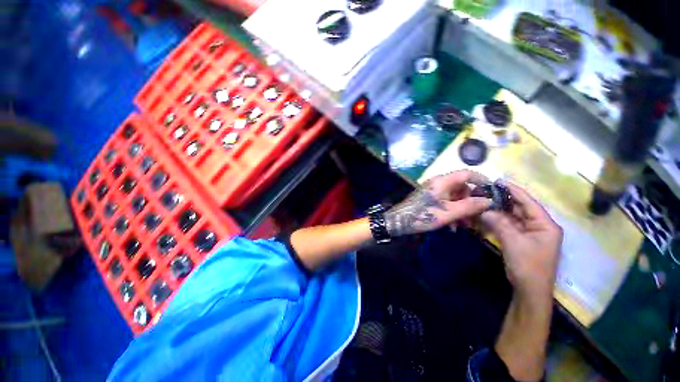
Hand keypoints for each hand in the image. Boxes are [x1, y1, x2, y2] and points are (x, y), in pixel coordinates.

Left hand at [385, 170, 491, 236]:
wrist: (398, 221)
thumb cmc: (422, 215)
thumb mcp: (448, 213)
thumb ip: (469, 206)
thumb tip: (489, 200)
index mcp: (442, 181)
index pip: (467, 173)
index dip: (482, 181)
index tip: (493, 193)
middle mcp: (438, 183)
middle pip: (462, 187)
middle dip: (471, 202)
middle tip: (477, 217)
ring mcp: (433, 191)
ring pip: (454, 197)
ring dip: (462, 210)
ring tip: (464, 226)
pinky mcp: (429, 199)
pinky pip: (446, 202)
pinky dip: (452, 212)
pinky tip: (452, 226)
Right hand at [481, 182, 562, 295]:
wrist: (529, 290)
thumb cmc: (528, 266)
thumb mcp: (514, 242)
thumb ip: (499, 223)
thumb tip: (483, 209)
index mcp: (545, 224)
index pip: (528, 202)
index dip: (513, 191)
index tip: (498, 181)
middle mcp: (539, 226)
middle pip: (519, 208)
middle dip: (502, 200)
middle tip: (485, 192)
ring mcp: (529, 233)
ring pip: (512, 217)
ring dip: (497, 211)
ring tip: (482, 201)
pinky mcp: (520, 239)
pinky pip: (507, 226)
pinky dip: (496, 221)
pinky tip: (485, 215)